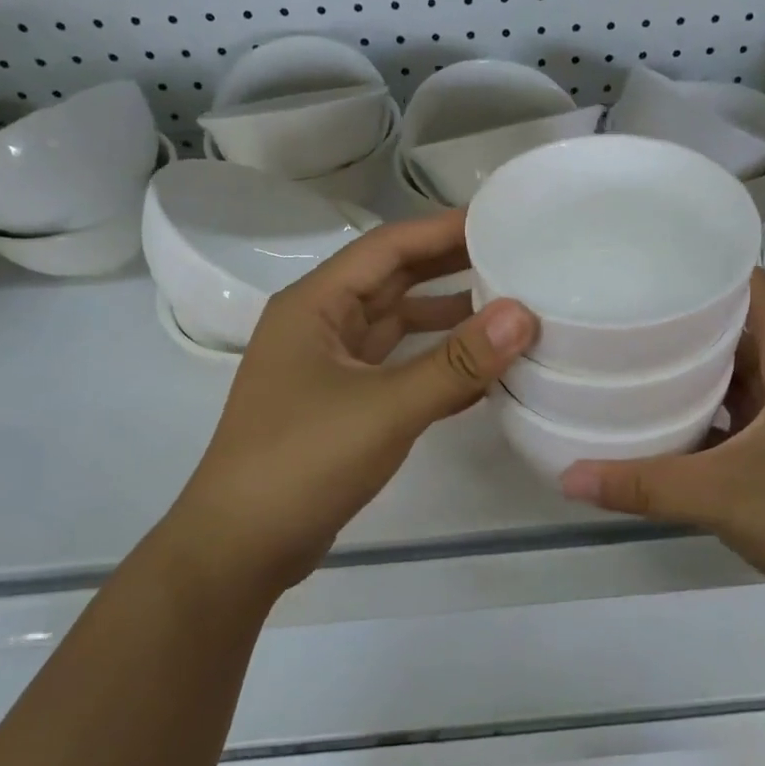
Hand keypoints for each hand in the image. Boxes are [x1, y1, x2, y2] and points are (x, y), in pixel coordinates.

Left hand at [166, 211, 536, 595]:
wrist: (242, 547)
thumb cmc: (302, 461)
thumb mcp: (385, 408)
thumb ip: (456, 363)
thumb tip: (522, 315)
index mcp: (315, 304)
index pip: (387, 246)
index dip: (443, 229)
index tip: (500, 217)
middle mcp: (321, 325)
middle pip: (393, 280)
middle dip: (450, 267)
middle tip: (516, 256)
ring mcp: (331, 367)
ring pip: (398, 326)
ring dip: (447, 317)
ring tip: (509, 308)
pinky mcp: (343, 405)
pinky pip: (399, 368)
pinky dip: (437, 364)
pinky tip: (482, 370)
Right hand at [559, 270, 764, 615]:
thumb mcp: (720, 495)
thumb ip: (643, 485)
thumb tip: (567, 476)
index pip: (760, 292)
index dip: (719, 268)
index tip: (664, 262)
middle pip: (742, 332)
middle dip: (692, 320)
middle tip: (631, 310)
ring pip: (739, 378)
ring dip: (696, 370)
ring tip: (636, 358)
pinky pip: (739, 418)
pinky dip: (705, 416)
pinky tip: (663, 424)